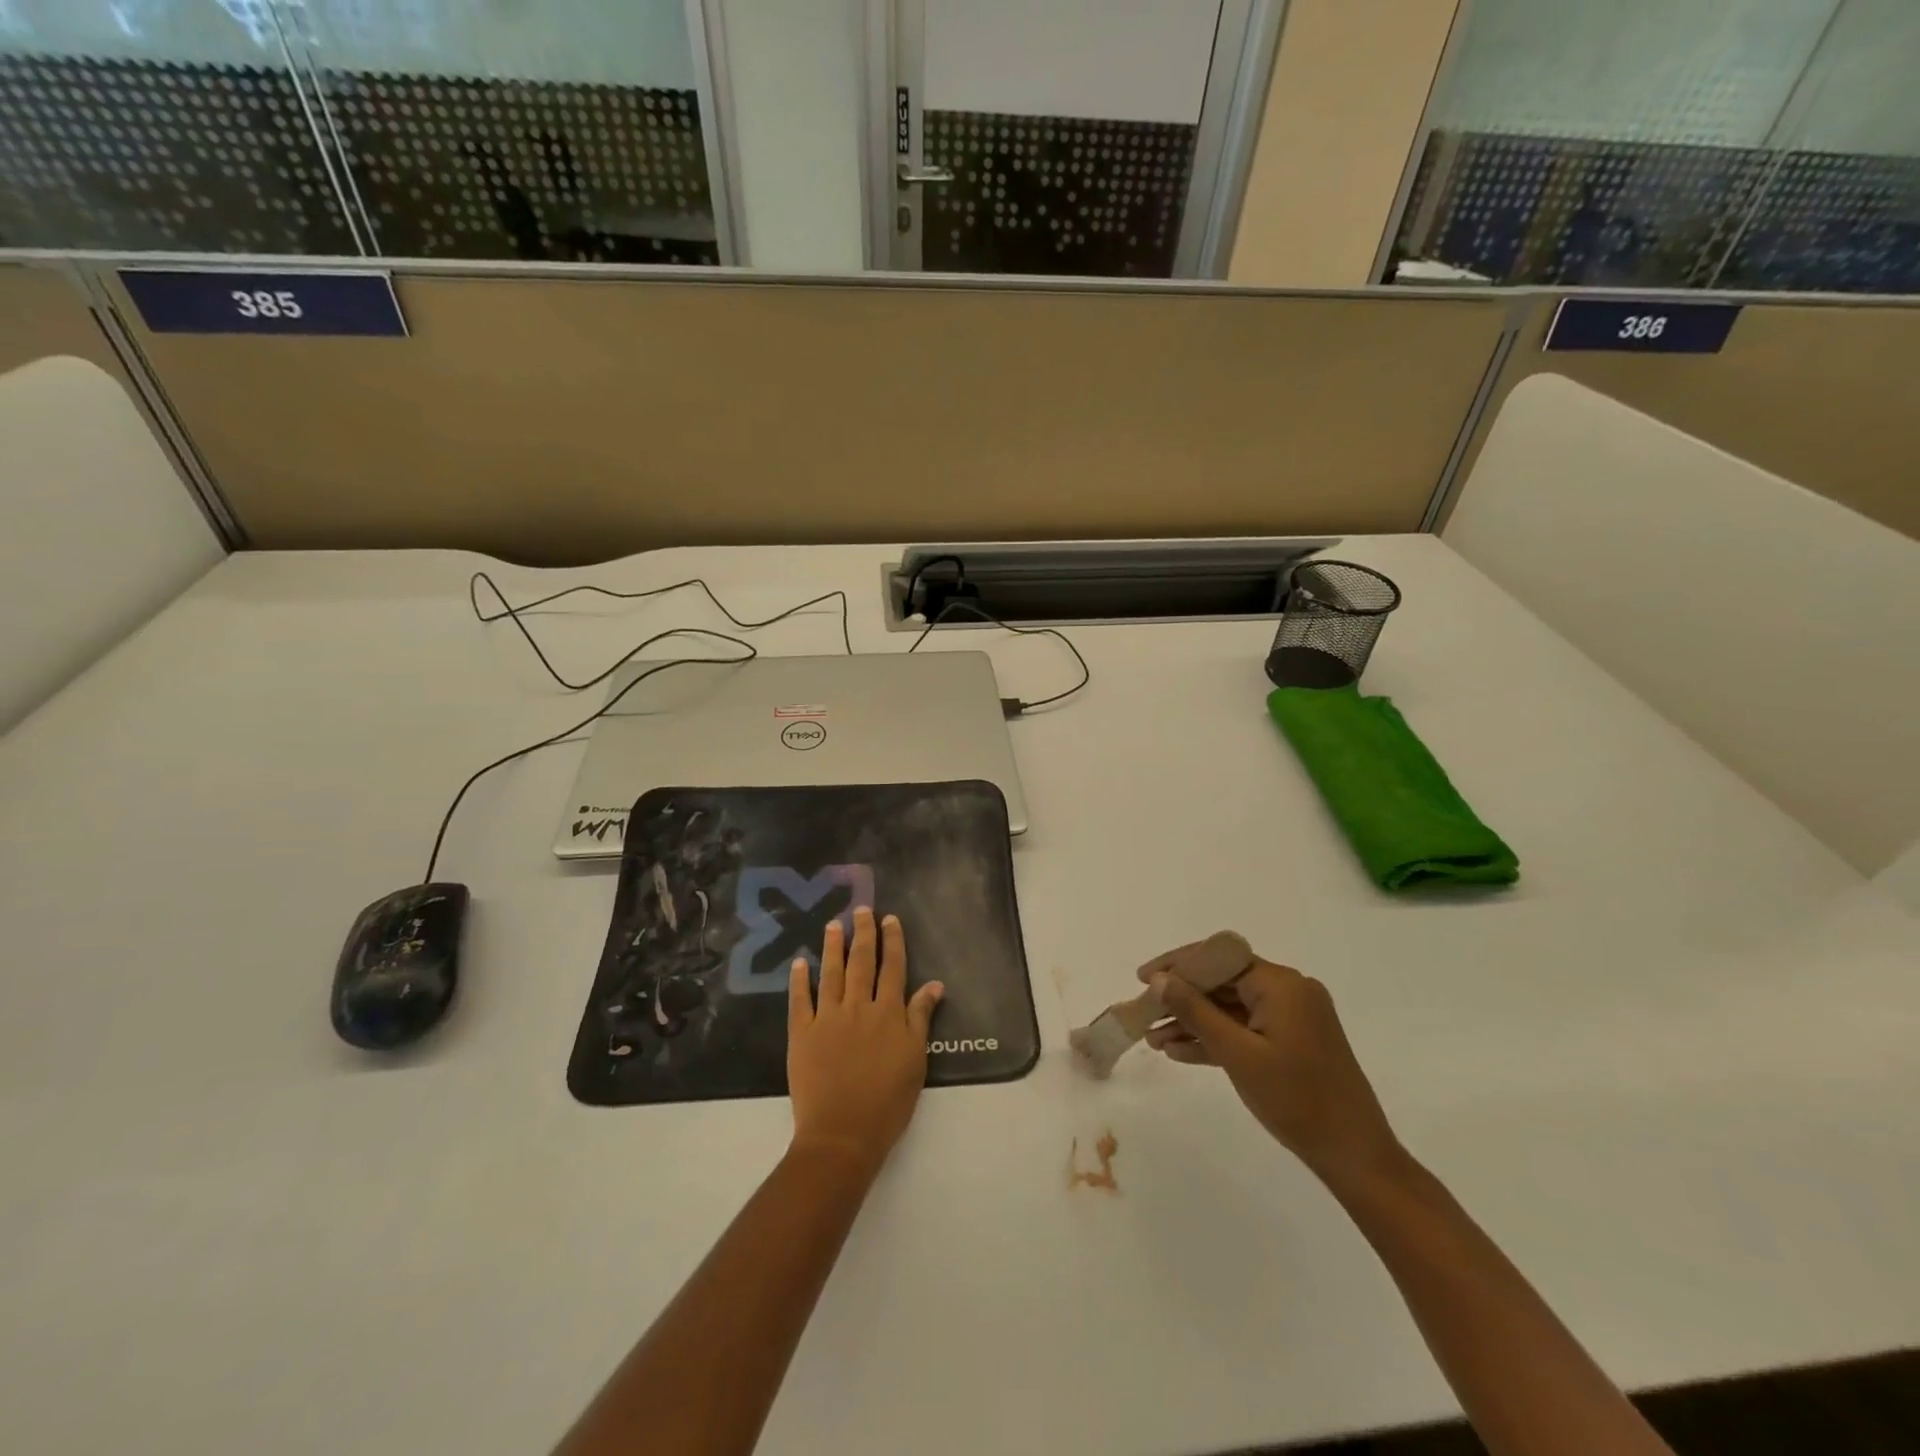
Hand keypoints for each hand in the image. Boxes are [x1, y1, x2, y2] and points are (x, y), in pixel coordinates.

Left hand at [787, 907, 944, 1176]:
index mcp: (889, 1013)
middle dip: (863, 933)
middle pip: (861, 962)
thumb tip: (934, 984)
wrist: (843, 1133)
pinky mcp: (802, 1033)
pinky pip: (800, 1000)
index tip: (889, 918)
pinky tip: (799, 962)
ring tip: (832, 924)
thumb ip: (921, 1018)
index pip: (893, 968)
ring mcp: (828, 1018)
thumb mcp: (916, 1059)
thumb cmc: (888, 1101)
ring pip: (831, 973)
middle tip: (861, 909)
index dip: (892, 941)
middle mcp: (859, 1006)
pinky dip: (799, 980)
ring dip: (832, 946)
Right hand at [1144, 959, 1402, 1190]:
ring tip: (1153, 1039)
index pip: (1219, 958)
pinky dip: (1216, 1038)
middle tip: (1144, 1012)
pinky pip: (1245, 1029)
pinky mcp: (1292, 1041)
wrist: (1355, 1156)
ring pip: (1230, 1008)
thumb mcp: (1238, 1054)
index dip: (1177, 965)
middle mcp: (1289, 991)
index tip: (1142, 979)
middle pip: (1223, 981)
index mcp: (1281, 984)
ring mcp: (1292, 1018)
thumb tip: (1160, 980)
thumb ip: (1196, 1011)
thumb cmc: (1297, 1100)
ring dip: (1194, 1021)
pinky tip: (1180, 1052)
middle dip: (1181, 998)